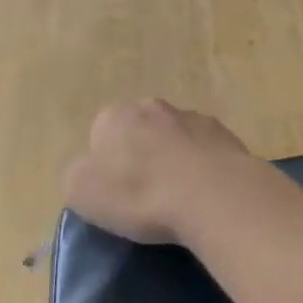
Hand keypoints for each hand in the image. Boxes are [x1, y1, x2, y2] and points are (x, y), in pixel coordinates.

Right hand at [63, 100, 253, 245]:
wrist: (214, 195)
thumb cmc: (140, 195)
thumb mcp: (82, 193)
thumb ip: (78, 174)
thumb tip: (90, 170)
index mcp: (114, 117)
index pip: (100, 134)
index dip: (106, 165)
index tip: (116, 193)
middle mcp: (153, 107)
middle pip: (140, 131)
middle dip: (142, 154)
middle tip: (147, 194)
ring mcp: (193, 117)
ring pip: (175, 137)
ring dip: (175, 158)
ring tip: (181, 196)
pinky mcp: (225, 134)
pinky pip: (206, 150)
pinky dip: (204, 166)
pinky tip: (206, 192)